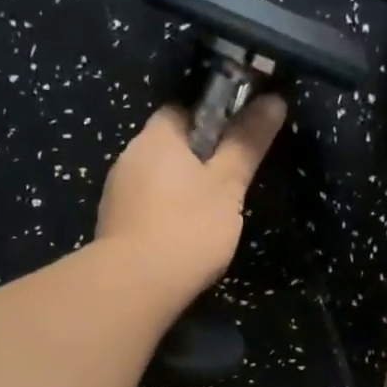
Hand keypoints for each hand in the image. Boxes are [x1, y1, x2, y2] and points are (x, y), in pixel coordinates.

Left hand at [96, 93, 287, 295]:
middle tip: (227, 187)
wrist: (134, 286)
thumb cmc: (188, 228)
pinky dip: (163, 218)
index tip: (234, 146)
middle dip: (196, 162)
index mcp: (156, 137)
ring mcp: (115, 194)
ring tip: (207, 220)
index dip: (212, 122)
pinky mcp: (112, 227)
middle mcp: (129, 157)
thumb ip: (248, 143)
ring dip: (178, 192)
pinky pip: (144, 210)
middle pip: (168, 148)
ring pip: (155, 181)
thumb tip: (273, 100)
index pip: (182, 112)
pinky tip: (181, 241)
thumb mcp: (228, 185)